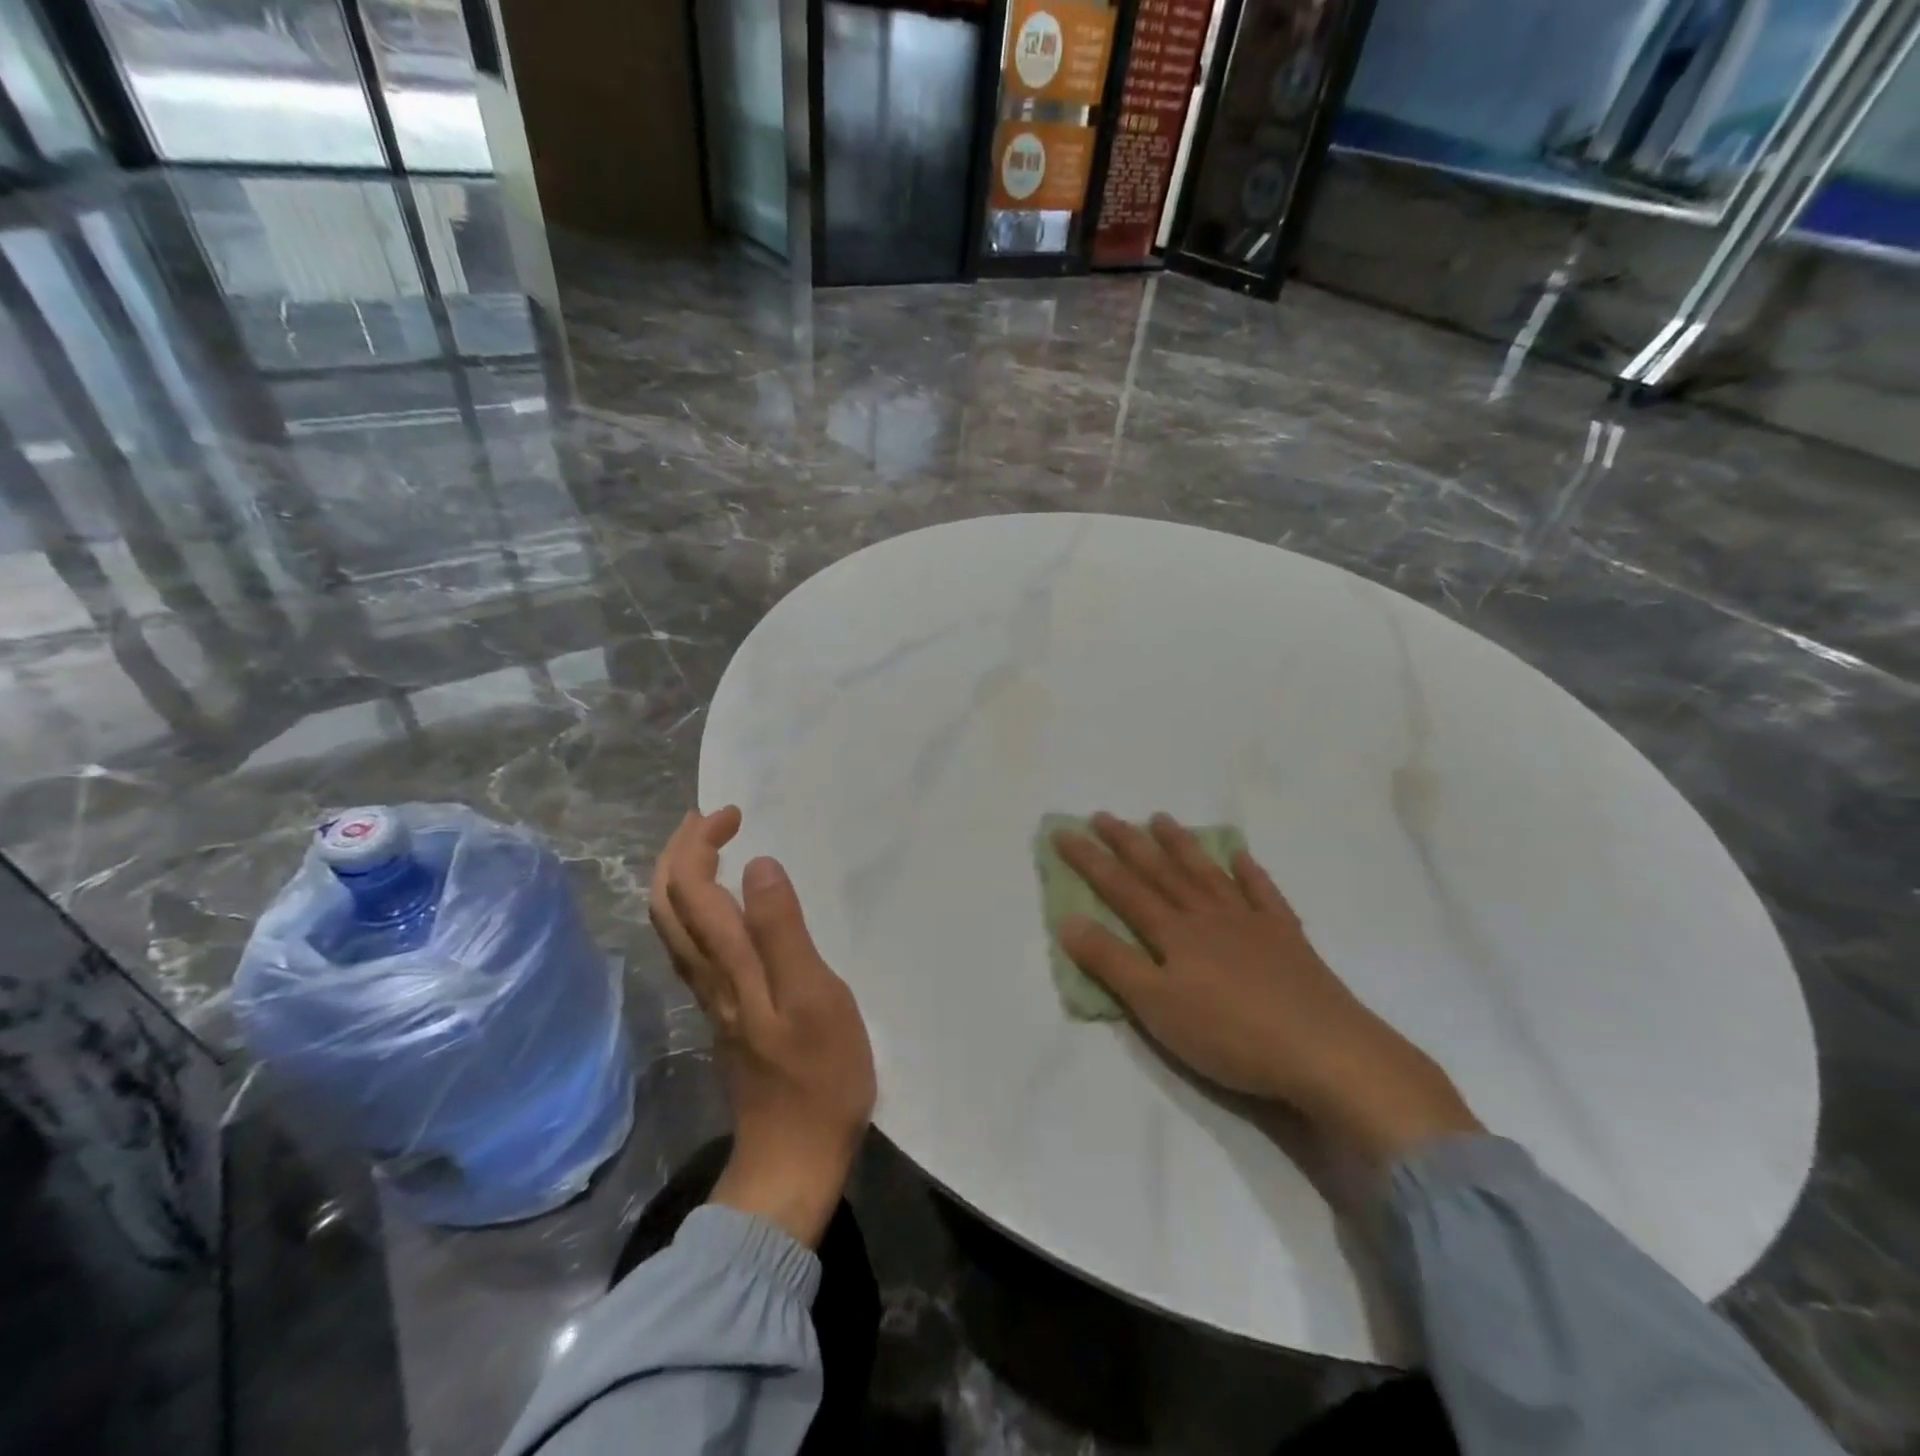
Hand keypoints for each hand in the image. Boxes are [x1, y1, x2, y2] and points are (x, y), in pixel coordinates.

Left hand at [649, 806, 875, 1245]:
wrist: (793, 1157)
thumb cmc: (818, 1075)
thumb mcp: (815, 997)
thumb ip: (782, 931)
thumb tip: (757, 866)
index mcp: (728, 965)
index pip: (689, 888)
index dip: (699, 842)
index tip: (734, 814)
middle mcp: (708, 975)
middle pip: (665, 905)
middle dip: (678, 852)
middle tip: (711, 819)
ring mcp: (712, 997)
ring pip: (673, 927)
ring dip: (683, 878)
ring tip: (713, 849)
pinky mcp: (725, 1013)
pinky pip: (693, 946)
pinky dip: (697, 908)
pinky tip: (726, 907)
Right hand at [1054, 813, 1481, 1165]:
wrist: (1324, 1051)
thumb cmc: (1230, 1034)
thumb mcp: (1156, 1006)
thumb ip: (1111, 962)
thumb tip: (1068, 918)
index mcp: (1174, 933)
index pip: (1122, 889)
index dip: (1090, 861)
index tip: (1064, 832)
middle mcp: (1208, 916)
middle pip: (1160, 872)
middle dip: (1127, 843)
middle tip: (1103, 816)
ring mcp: (1250, 923)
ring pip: (1206, 874)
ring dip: (1181, 846)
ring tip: (1161, 819)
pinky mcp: (1286, 939)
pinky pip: (1263, 895)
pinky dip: (1250, 873)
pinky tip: (1242, 857)